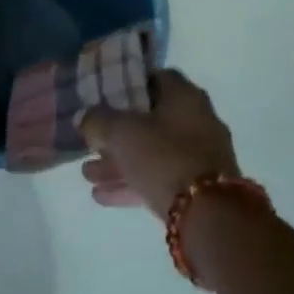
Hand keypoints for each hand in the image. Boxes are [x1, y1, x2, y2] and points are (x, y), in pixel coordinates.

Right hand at [79, 68, 240, 217]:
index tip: (105, 97)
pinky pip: (160, 178)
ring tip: (88, 175)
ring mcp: (201, 156)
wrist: (208, 215)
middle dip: (118, 134)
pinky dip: (133, 183)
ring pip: (153, 153)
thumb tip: (85, 118)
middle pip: (151, 120)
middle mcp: (198, 121)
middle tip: (92, 142)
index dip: (129, 85)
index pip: (156, 78)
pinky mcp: (199, 188)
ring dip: (120, 163)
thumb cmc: (163, 157)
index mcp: (185, 96)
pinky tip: (102, 196)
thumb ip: (97, 121)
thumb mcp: (120, 133)